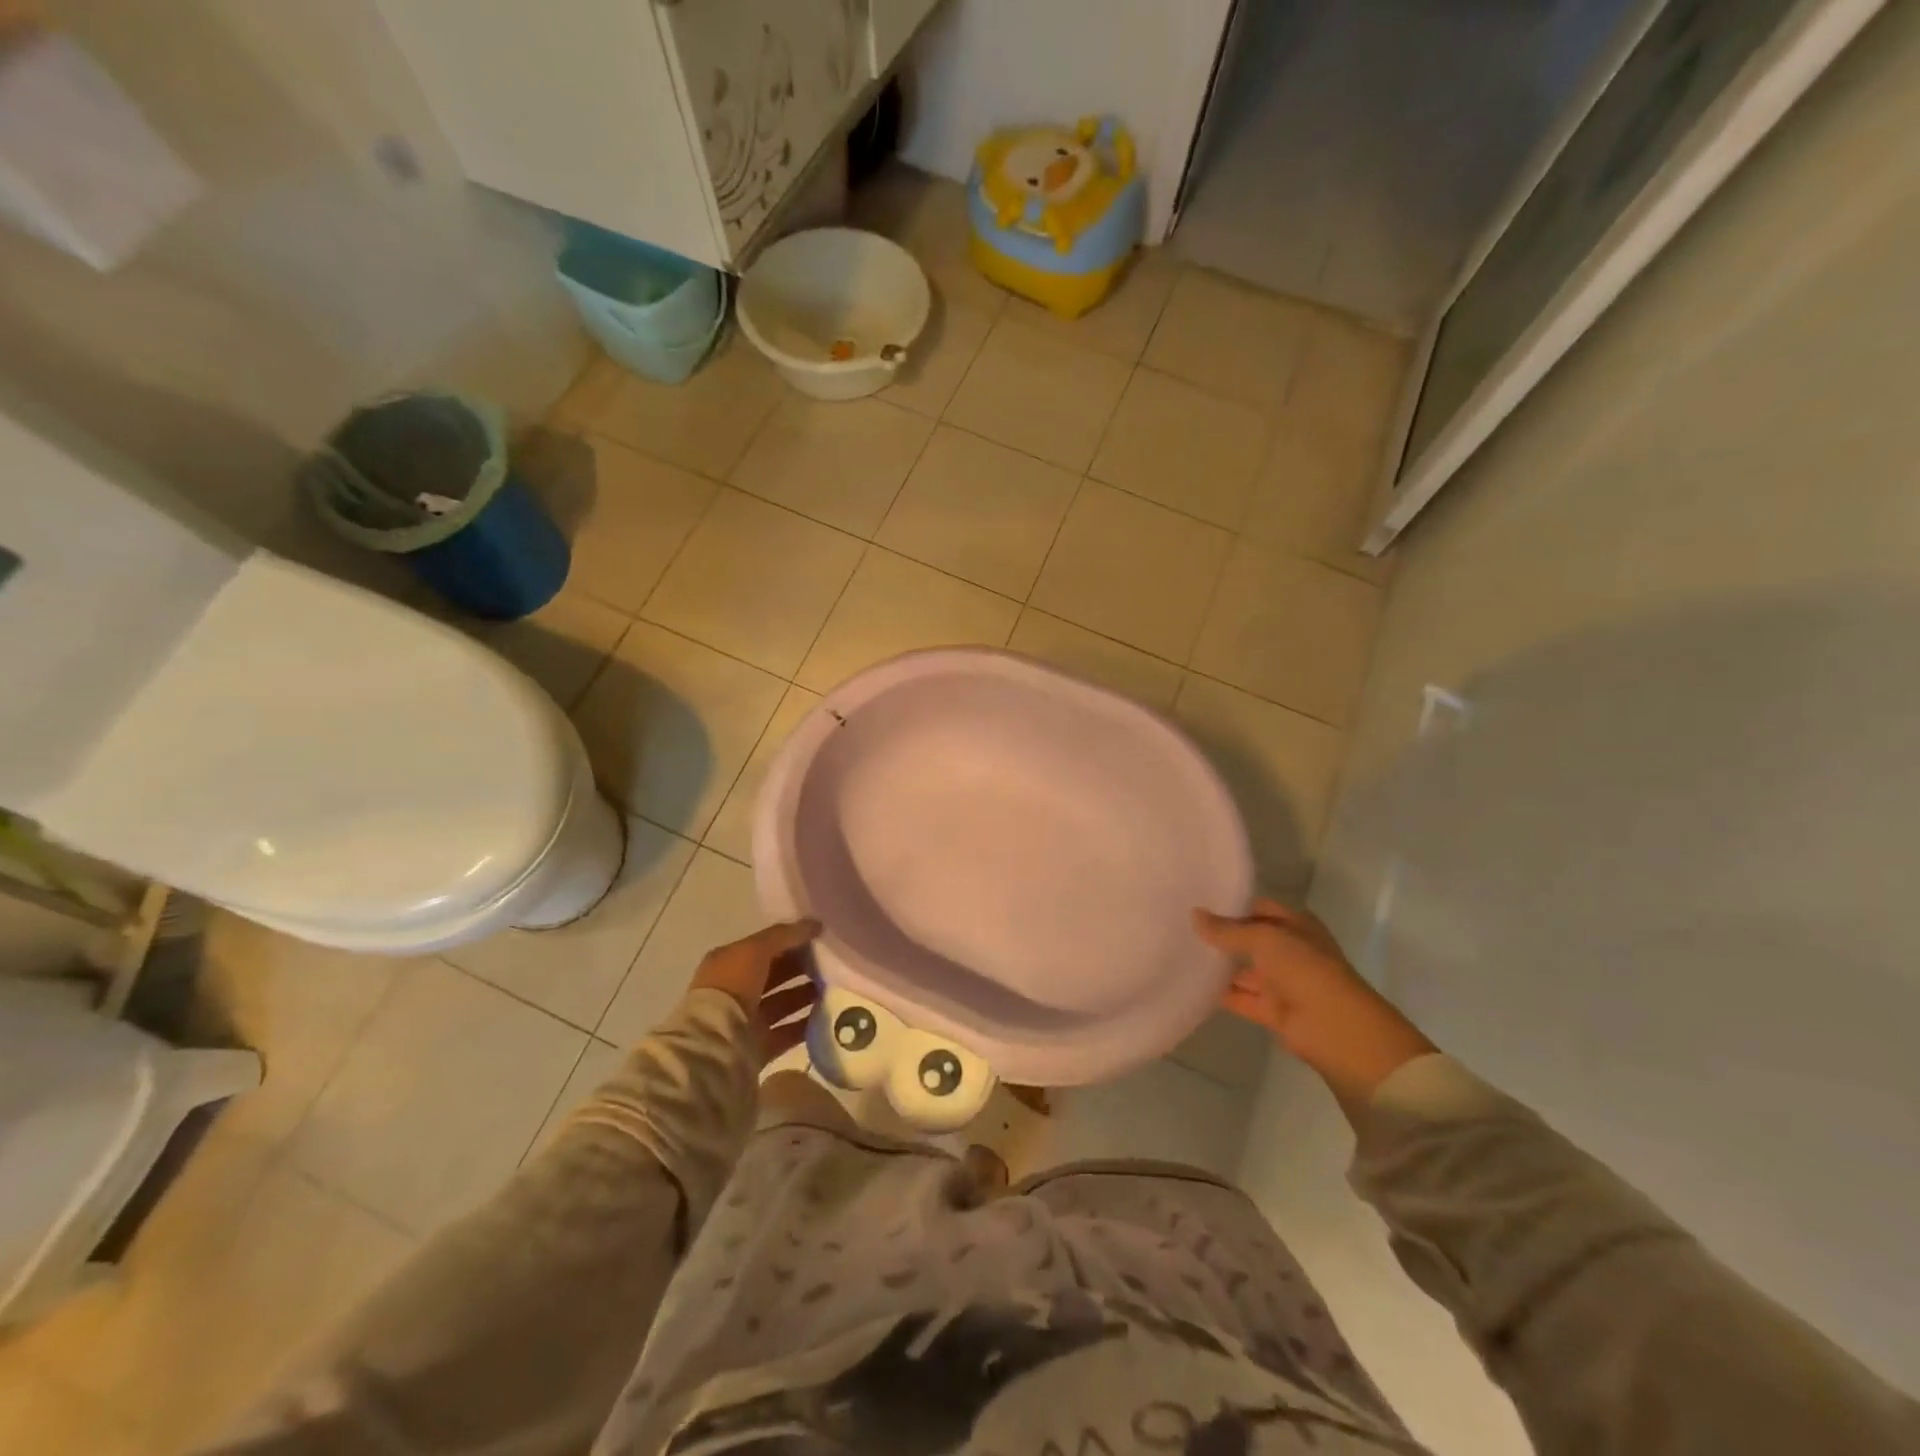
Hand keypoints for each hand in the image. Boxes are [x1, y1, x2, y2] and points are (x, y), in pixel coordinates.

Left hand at [689, 919, 821, 1067]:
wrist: (715, 1043)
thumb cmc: (732, 986)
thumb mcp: (756, 949)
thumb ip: (785, 935)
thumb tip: (815, 924)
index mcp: (729, 963)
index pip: (765, 947)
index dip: (791, 941)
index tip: (821, 938)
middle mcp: (735, 990)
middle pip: (776, 974)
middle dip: (802, 968)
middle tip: (832, 964)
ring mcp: (746, 1020)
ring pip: (783, 1002)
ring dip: (806, 995)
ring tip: (834, 987)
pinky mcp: (757, 1046)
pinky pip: (787, 1032)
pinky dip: (805, 1024)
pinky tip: (827, 1015)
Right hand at [1194, 899, 1435, 1109]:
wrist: (1335, 1029)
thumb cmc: (1305, 969)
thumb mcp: (1264, 939)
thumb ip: (1227, 929)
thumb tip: (1194, 914)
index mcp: (1296, 926)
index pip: (1259, 908)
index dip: (1231, 905)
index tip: (1197, 901)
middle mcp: (1290, 951)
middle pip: (1250, 939)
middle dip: (1221, 935)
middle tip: (1181, 926)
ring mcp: (1282, 982)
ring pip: (1244, 970)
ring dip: (1219, 965)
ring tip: (1180, 953)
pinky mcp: (1272, 1011)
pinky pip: (1241, 997)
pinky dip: (1220, 993)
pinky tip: (1191, 984)